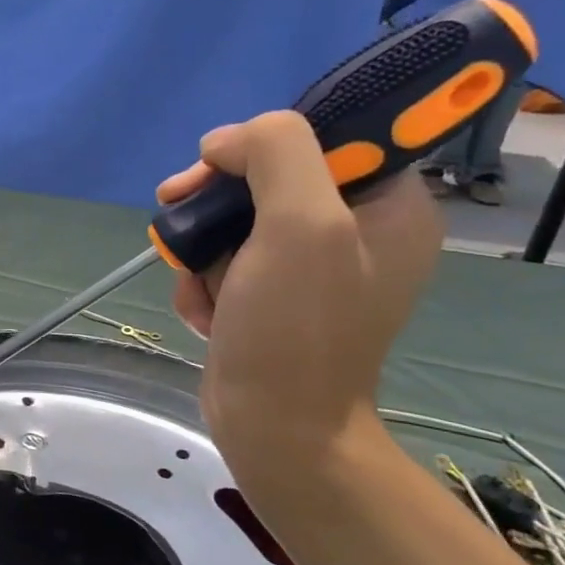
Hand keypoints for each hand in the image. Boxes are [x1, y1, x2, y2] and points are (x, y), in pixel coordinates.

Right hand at [156, 111, 440, 482]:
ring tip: (202, 288)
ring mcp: (311, 267)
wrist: (275, 428)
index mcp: (388, 205)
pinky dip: (204, 282)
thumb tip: (224, 144)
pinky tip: (206, 312)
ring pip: (235, 221)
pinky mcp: (273, 295)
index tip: (217, 168)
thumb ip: (276, 153)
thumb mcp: (301, 224)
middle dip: (216, 203)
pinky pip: (226, 261)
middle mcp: (355, 231)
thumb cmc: (296, 329)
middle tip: (176, 212)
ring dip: (202, 250)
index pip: (321, 136)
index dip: (262, 143)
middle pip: (267, 177)